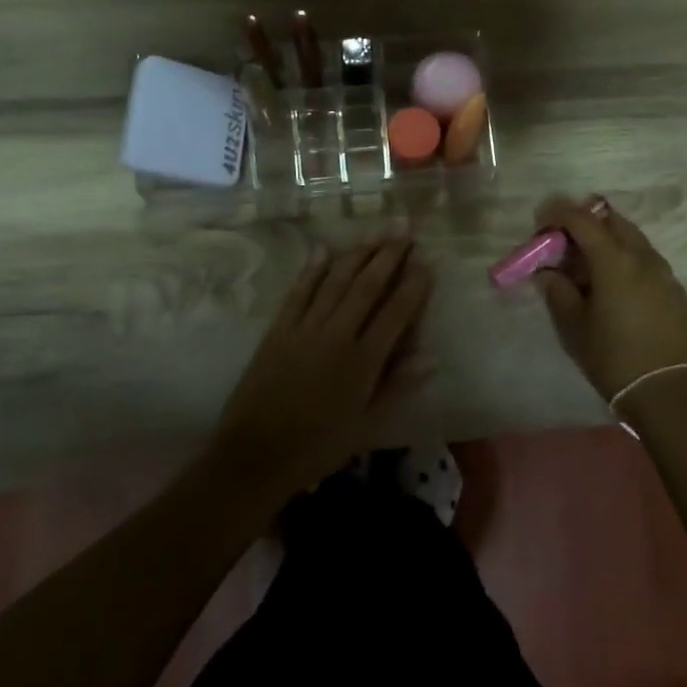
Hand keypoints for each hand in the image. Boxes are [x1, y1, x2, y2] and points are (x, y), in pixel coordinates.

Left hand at [213, 237, 432, 497]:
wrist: (256, 455)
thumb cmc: (318, 446)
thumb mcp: (367, 425)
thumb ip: (397, 387)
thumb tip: (429, 357)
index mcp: (363, 361)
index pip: (395, 313)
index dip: (413, 286)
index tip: (426, 263)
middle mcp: (336, 335)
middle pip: (366, 286)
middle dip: (387, 256)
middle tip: (403, 232)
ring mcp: (304, 328)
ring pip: (335, 281)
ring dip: (356, 254)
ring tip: (374, 234)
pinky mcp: (278, 329)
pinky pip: (298, 291)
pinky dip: (312, 269)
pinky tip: (324, 250)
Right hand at [533, 196, 686, 403]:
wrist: (669, 393)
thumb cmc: (613, 358)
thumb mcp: (574, 327)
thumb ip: (557, 291)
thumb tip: (547, 272)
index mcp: (615, 261)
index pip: (583, 220)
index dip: (559, 212)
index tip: (542, 217)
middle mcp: (643, 257)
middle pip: (613, 221)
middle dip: (586, 222)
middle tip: (564, 240)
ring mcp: (665, 273)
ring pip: (633, 239)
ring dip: (608, 240)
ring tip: (588, 264)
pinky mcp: (676, 291)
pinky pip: (647, 260)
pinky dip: (626, 259)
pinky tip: (615, 286)